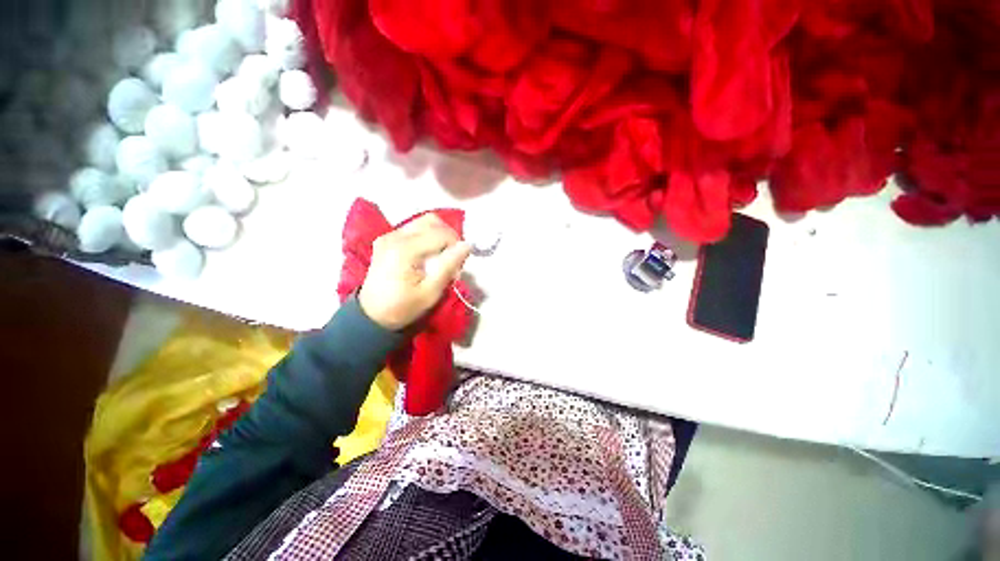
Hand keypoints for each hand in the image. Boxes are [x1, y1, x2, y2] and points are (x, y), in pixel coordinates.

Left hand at [359, 214, 471, 329]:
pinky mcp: (387, 240)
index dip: (456, 245)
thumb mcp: (431, 291)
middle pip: (432, 221)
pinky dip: (427, 238)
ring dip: (438, 236)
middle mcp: (395, 236)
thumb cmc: (403, 307)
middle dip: (449, 237)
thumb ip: (449, 265)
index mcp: (404, 249)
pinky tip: (428, 256)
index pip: (441, 233)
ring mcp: (389, 236)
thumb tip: (467, 245)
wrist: (372, 316)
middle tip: (452, 258)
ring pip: (423, 223)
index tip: (458, 266)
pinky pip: (414, 230)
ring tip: (441, 257)